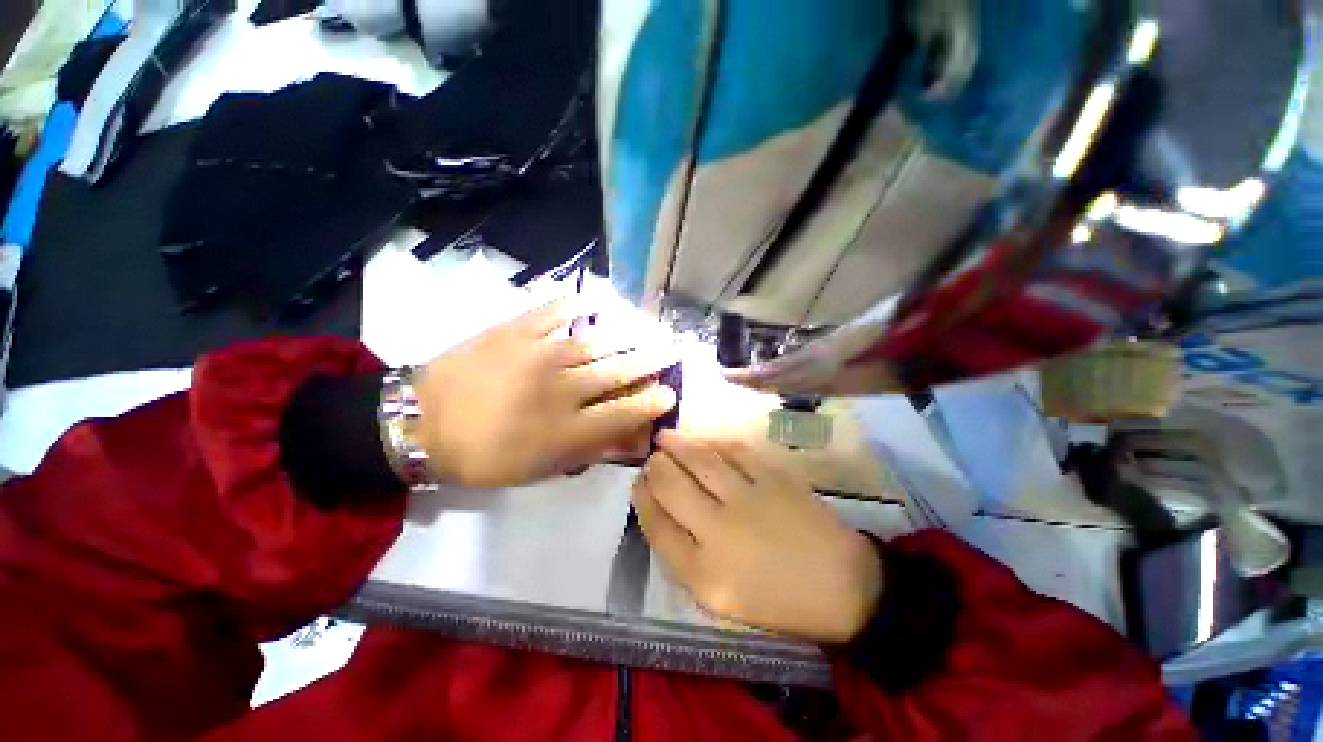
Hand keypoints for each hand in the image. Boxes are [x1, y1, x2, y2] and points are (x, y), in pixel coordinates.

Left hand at [413, 298, 677, 487]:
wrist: (420, 422)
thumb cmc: (482, 455)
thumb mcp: (536, 471)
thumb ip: (584, 454)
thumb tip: (623, 439)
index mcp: (566, 429)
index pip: (625, 412)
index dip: (653, 402)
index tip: (670, 392)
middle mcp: (561, 389)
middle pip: (620, 371)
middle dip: (652, 361)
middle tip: (672, 350)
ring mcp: (540, 354)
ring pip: (598, 341)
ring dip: (630, 335)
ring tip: (651, 328)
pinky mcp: (516, 330)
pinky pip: (555, 311)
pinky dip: (578, 302)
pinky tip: (597, 299)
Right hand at [633, 431, 882, 644]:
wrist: (842, 586)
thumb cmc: (778, 600)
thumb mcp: (720, 600)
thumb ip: (685, 558)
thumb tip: (661, 512)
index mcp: (704, 575)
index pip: (656, 525)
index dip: (642, 498)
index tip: (639, 484)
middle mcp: (720, 532)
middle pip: (671, 486)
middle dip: (655, 468)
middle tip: (652, 459)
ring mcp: (748, 499)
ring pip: (699, 460)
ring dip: (676, 444)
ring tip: (664, 438)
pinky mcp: (774, 477)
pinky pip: (733, 450)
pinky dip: (713, 441)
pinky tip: (703, 439)